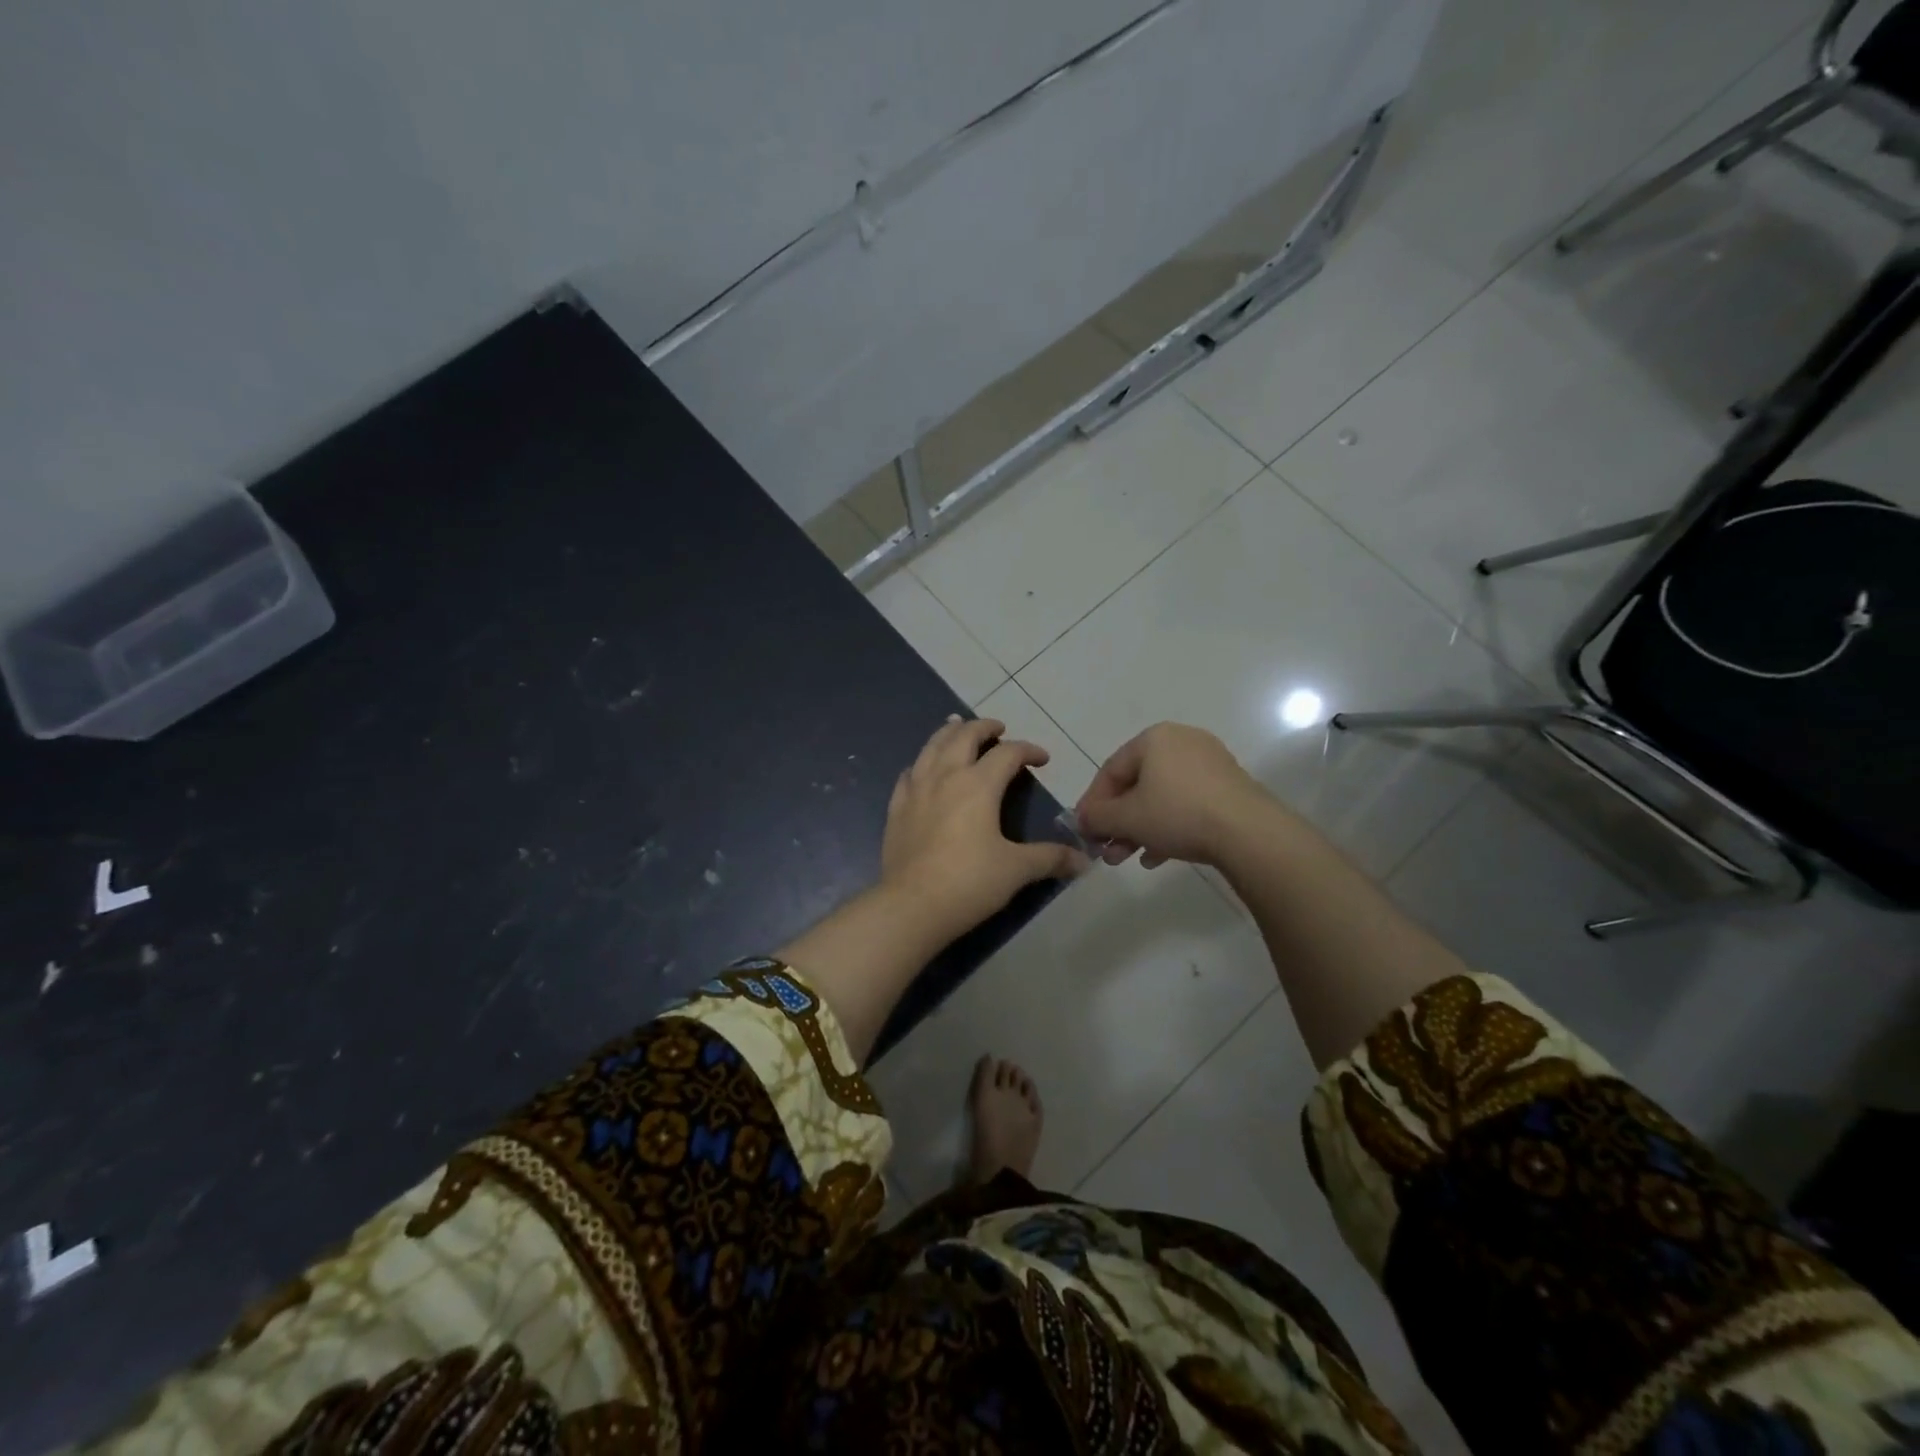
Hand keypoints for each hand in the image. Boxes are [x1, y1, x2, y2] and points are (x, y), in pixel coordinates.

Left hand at [880, 715, 1088, 940]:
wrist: (911, 906)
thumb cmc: (969, 882)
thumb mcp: (1017, 870)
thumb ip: (1050, 858)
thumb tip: (1084, 861)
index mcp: (978, 785)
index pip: (1007, 753)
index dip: (1028, 750)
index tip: (1042, 759)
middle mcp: (945, 776)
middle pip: (964, 736)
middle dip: (984, 727)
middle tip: (998, 729)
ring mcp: (916, 790)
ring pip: (931, 746)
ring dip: (948, 732)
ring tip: (957, 727)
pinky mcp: (897, 808)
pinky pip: (909, 773)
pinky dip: (921, 763)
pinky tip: (922, 769)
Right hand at [1075, 722, 1268, 868]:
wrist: (1248, 832)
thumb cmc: (1178, 814)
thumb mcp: (1126, 818)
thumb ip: (1097, 817)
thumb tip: (1081, 819)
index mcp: (1154, 738)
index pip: (1110, 770)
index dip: (1092, 803)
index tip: (1084, 830)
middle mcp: (1182, 742)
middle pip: (1137, 785)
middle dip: (1118, 822)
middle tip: (1107, 852)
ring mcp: (1209, 764)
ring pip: (1161, 798)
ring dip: (1140, 829)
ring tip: (1129, 859)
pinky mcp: (1229, 788)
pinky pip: (1187, 805)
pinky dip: (1168, 827)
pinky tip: (1157, 857)